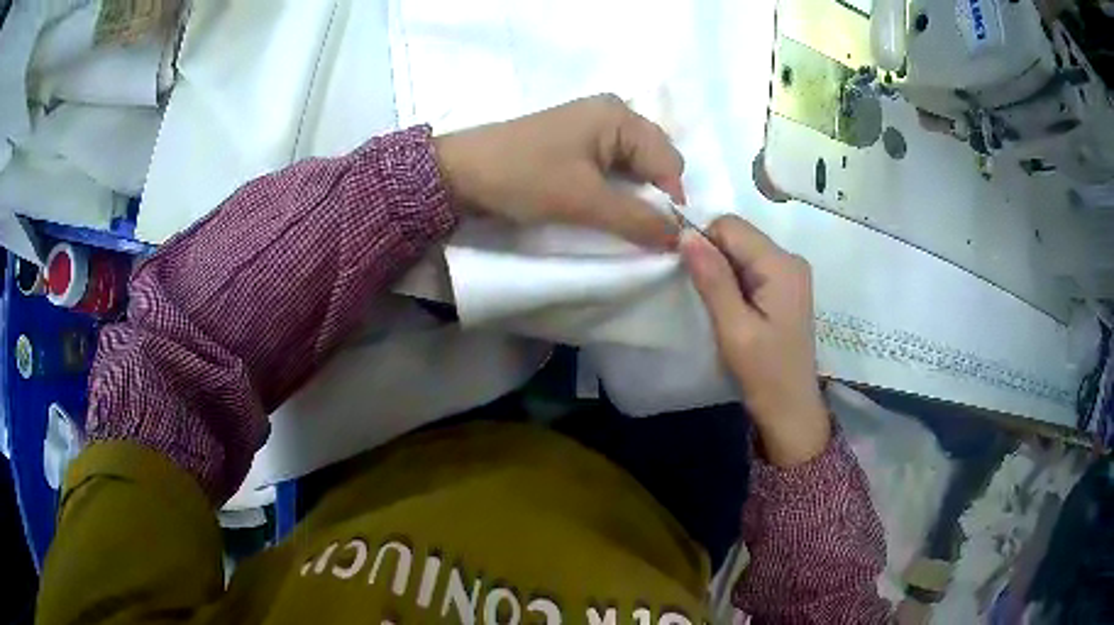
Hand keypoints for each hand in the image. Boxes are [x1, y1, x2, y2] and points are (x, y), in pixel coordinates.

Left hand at [433, 95, 684, 248]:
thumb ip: (638, 220)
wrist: (461, 171)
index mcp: (620, 116)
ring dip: (632, 194)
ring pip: (635, 164)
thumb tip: (680, 239)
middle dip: (652, 195)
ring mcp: (594, 123)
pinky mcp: (577, 139)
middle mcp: (614, 112)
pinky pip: (613, 164)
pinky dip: (614, 187)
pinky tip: (600, 203)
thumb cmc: (524, 177)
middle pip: (656, 159)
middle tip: (633, 226)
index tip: (659, 236)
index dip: (670, 200)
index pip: (669, 161)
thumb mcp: (584, 202)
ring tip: (614, 217)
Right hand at [680, 215, 829, 466]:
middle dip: (712, 257)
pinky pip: (751, 267)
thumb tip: (685, 234)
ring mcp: (790, 272)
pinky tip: (729, 308)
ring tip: (715, 306)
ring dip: (721, 271)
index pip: (730, 226)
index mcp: (781, 264)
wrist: (791, 410)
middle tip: (700, 296)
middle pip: (738, 235)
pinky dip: (733, 280)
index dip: (703, 243)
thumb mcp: (734, 328)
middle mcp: (790, 258)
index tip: (688, 276)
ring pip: (741, 250)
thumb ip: (712, 279)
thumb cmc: (765, 373)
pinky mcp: (785, 286)